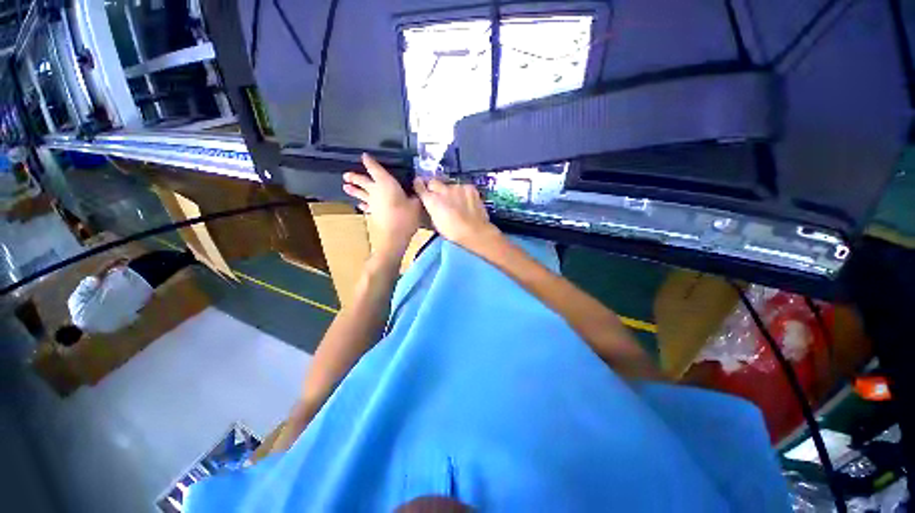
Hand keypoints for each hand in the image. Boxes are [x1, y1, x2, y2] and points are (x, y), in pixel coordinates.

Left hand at [343, 153, 420, 258]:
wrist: (395, 235)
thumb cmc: (406, 215)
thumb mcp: (416, 203)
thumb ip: (415, 195)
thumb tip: (418, 188)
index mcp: (386, 183)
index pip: (375, 169)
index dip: (370, 162)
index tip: (365, 156)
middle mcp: (376, 190)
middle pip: (363, 181)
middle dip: (355, 177)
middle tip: (346, 175)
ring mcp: (373, 202)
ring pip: (361, 193)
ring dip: (353, 190)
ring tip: (346, 187)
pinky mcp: (373, 213)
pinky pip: (366, 206)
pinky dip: (363, 204)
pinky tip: (361, 205)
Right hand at [413, 178, 499, 249]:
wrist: (474, 231)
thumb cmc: (452, 232)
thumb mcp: (435, 222)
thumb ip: (431, 209)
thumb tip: (429, 204)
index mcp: (431, 200)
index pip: (419, 185)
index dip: (419, 186)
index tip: (419, 186)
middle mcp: (443, 190)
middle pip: (434, 182)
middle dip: (434, 187)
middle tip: (439, 196)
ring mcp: (457, 187)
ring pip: (450, 185)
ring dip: (451, 192)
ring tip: (456, 203)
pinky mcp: (470, 188)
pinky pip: (463, 188)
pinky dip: (463, 193)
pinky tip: (467, 202)